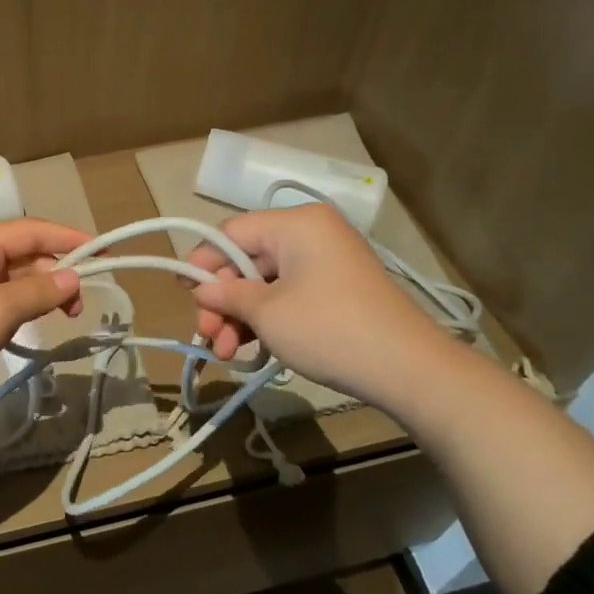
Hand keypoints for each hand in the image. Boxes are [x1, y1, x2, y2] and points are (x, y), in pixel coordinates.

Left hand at [0, 218, 87, 427]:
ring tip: (67, 315)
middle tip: (81, 302)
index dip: (68, 238)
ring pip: (15, 279)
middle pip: (23, 253)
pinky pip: (3, 302)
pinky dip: (26, 307)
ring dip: (43, 291)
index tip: (103, 253)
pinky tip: (38, 322)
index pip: (29, 229)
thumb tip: (73, 276)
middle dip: (56, 270)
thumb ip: (39, 290)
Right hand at [185, 204, 457, 411]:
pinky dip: (267, 318)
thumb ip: (227, 295)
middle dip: (223, 301)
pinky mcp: (337, 289)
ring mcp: (327, 262)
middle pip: (247, 260)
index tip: (185, 295)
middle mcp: (312, 233)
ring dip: (241, 316)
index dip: (203, 263)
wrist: (408, 369)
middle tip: (208, 337)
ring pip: (266, 282)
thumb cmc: (328, 329)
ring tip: (226, 353)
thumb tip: (200, 288)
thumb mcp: (267, 313)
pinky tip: (251, 348)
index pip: (231, 234)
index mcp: (296, 224)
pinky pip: (289, 294)